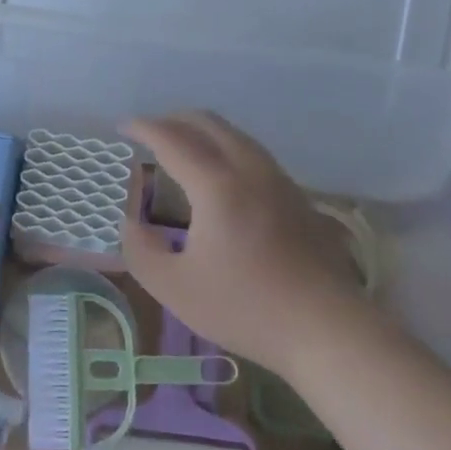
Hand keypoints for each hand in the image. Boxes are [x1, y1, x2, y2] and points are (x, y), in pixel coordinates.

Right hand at [121, 111, 365, 380]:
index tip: (123, 126)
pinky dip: (225, 148)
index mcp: (216, 185)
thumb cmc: (245, 308)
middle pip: (208, 123)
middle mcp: (249, 169)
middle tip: (150, 133)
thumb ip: (140, 249)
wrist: (327, 328)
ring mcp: (278, 180)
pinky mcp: (297, 196)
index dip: (144, 128)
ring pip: (235, 135)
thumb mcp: (173, 287)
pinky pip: (253, 153)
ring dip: (203, 132)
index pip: (172, 139)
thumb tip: (131, 221)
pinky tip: (220, 176)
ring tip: (182, 149)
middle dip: (174, 120)